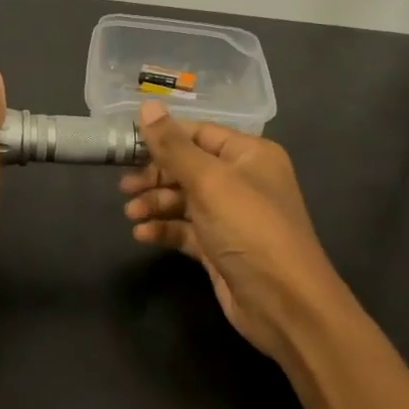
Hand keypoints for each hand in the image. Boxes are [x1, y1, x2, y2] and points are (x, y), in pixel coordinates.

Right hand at [120, 101, 347, 361]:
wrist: (284, 303)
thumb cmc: (249, 229)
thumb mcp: (209, 182)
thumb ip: (174, 147)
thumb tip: (147, 106)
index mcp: (249, 155)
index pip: (199, 133)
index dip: (163, 137)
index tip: (126, 144)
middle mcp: (242, 180)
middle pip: (188, 167)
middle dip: (155, 175)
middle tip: (124, 187)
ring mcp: (231, 217)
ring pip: (184, 200)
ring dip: (156, 204)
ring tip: (131, 214)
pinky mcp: (220, 248)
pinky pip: (186, 230)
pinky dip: (165, 230)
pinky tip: (143, 236)